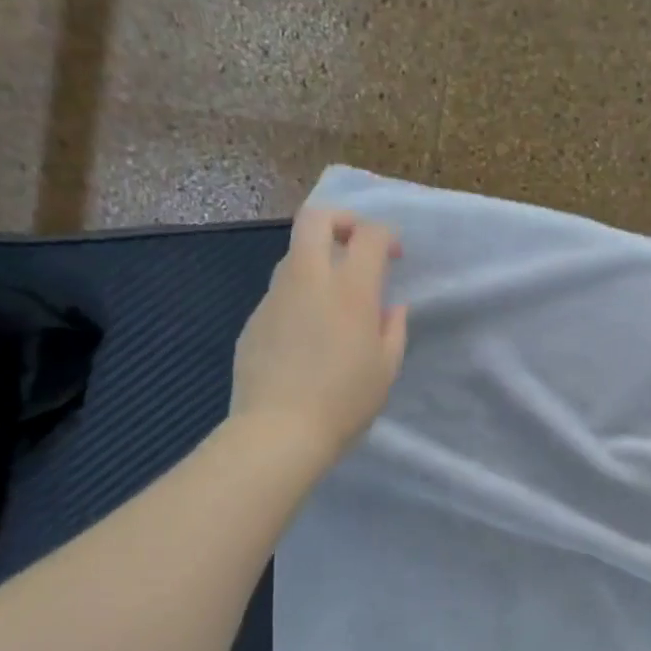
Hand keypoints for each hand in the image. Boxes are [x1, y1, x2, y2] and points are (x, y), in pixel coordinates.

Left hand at [230, 207, 407, 462]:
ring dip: (318, 259)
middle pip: (316, 219)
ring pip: (294, 254)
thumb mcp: (386, 368)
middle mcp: (309, 280)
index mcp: (351, 290)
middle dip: (341, 220)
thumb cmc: (345, 401)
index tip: (394, 256)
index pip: (369, 235)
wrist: (279, 431)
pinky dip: (299, 295)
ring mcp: (276, 297)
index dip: (386, 236)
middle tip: (356, 245)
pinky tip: (308, 334)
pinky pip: (281, 292)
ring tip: (334, 296)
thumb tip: (390, 307)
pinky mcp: (255, 318)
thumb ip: (393, 329)